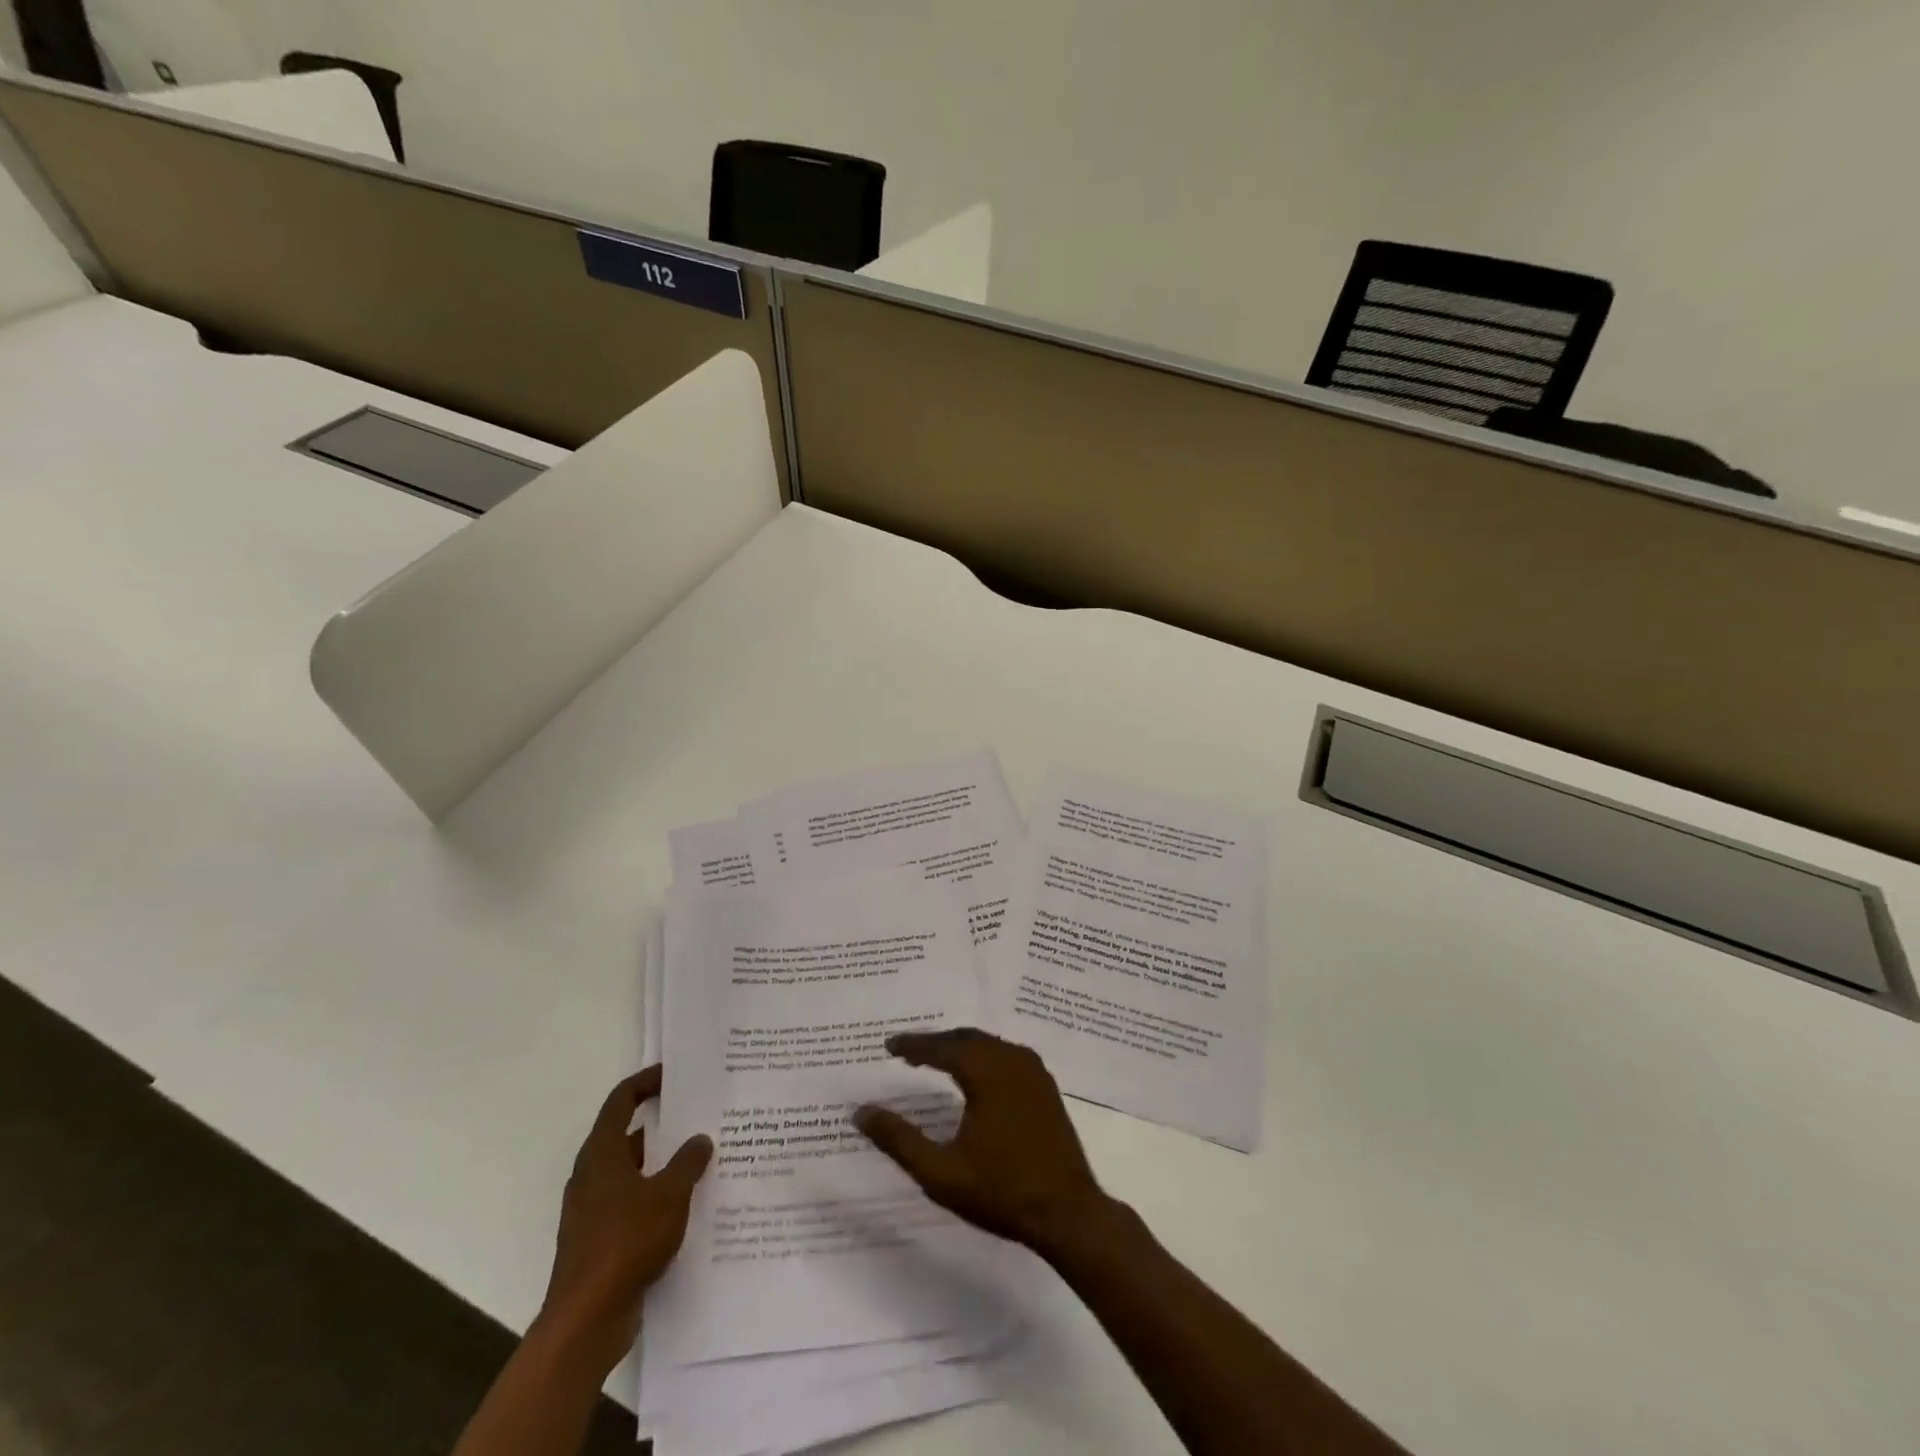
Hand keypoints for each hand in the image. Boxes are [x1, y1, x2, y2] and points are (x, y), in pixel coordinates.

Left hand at [538, 1066, 712, 1373]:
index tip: (674, 1075)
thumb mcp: (669, 1195)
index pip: (621, 1101)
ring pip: (632, 1173)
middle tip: (699, 1116)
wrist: (586, 1321)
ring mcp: (593, 1211)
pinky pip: (632, 1205)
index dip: (646, 1082)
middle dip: (662, 1125)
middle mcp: (592, 1176)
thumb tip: (700, 1139)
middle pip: (627, 1136)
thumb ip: (688, 1162)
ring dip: (662, 1164)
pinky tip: (687, 1206)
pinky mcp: (599, 1241)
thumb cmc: (625, 1242)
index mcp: (601, 1155)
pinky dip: (656, 1197)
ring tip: (702, 1159)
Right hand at [854, 1028, 1112, 1259]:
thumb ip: (899, 1140)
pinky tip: (972, 1074)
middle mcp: (1012, 1059)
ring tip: (933, 1059)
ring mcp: (1034, 1071)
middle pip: (966, 1038)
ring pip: (988, 1044)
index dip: (914, 1044)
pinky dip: (982, 1056)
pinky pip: (1006, 1055)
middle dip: (936, 1042)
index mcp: (987, 1072)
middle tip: (907, 1051)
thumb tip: (862, 1112)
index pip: (943, 1046)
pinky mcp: (1045, 1086)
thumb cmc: (1001, 1191)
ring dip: (959, 1047)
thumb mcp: (941, 1172)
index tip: (889, 1045)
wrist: (1068, 1212)